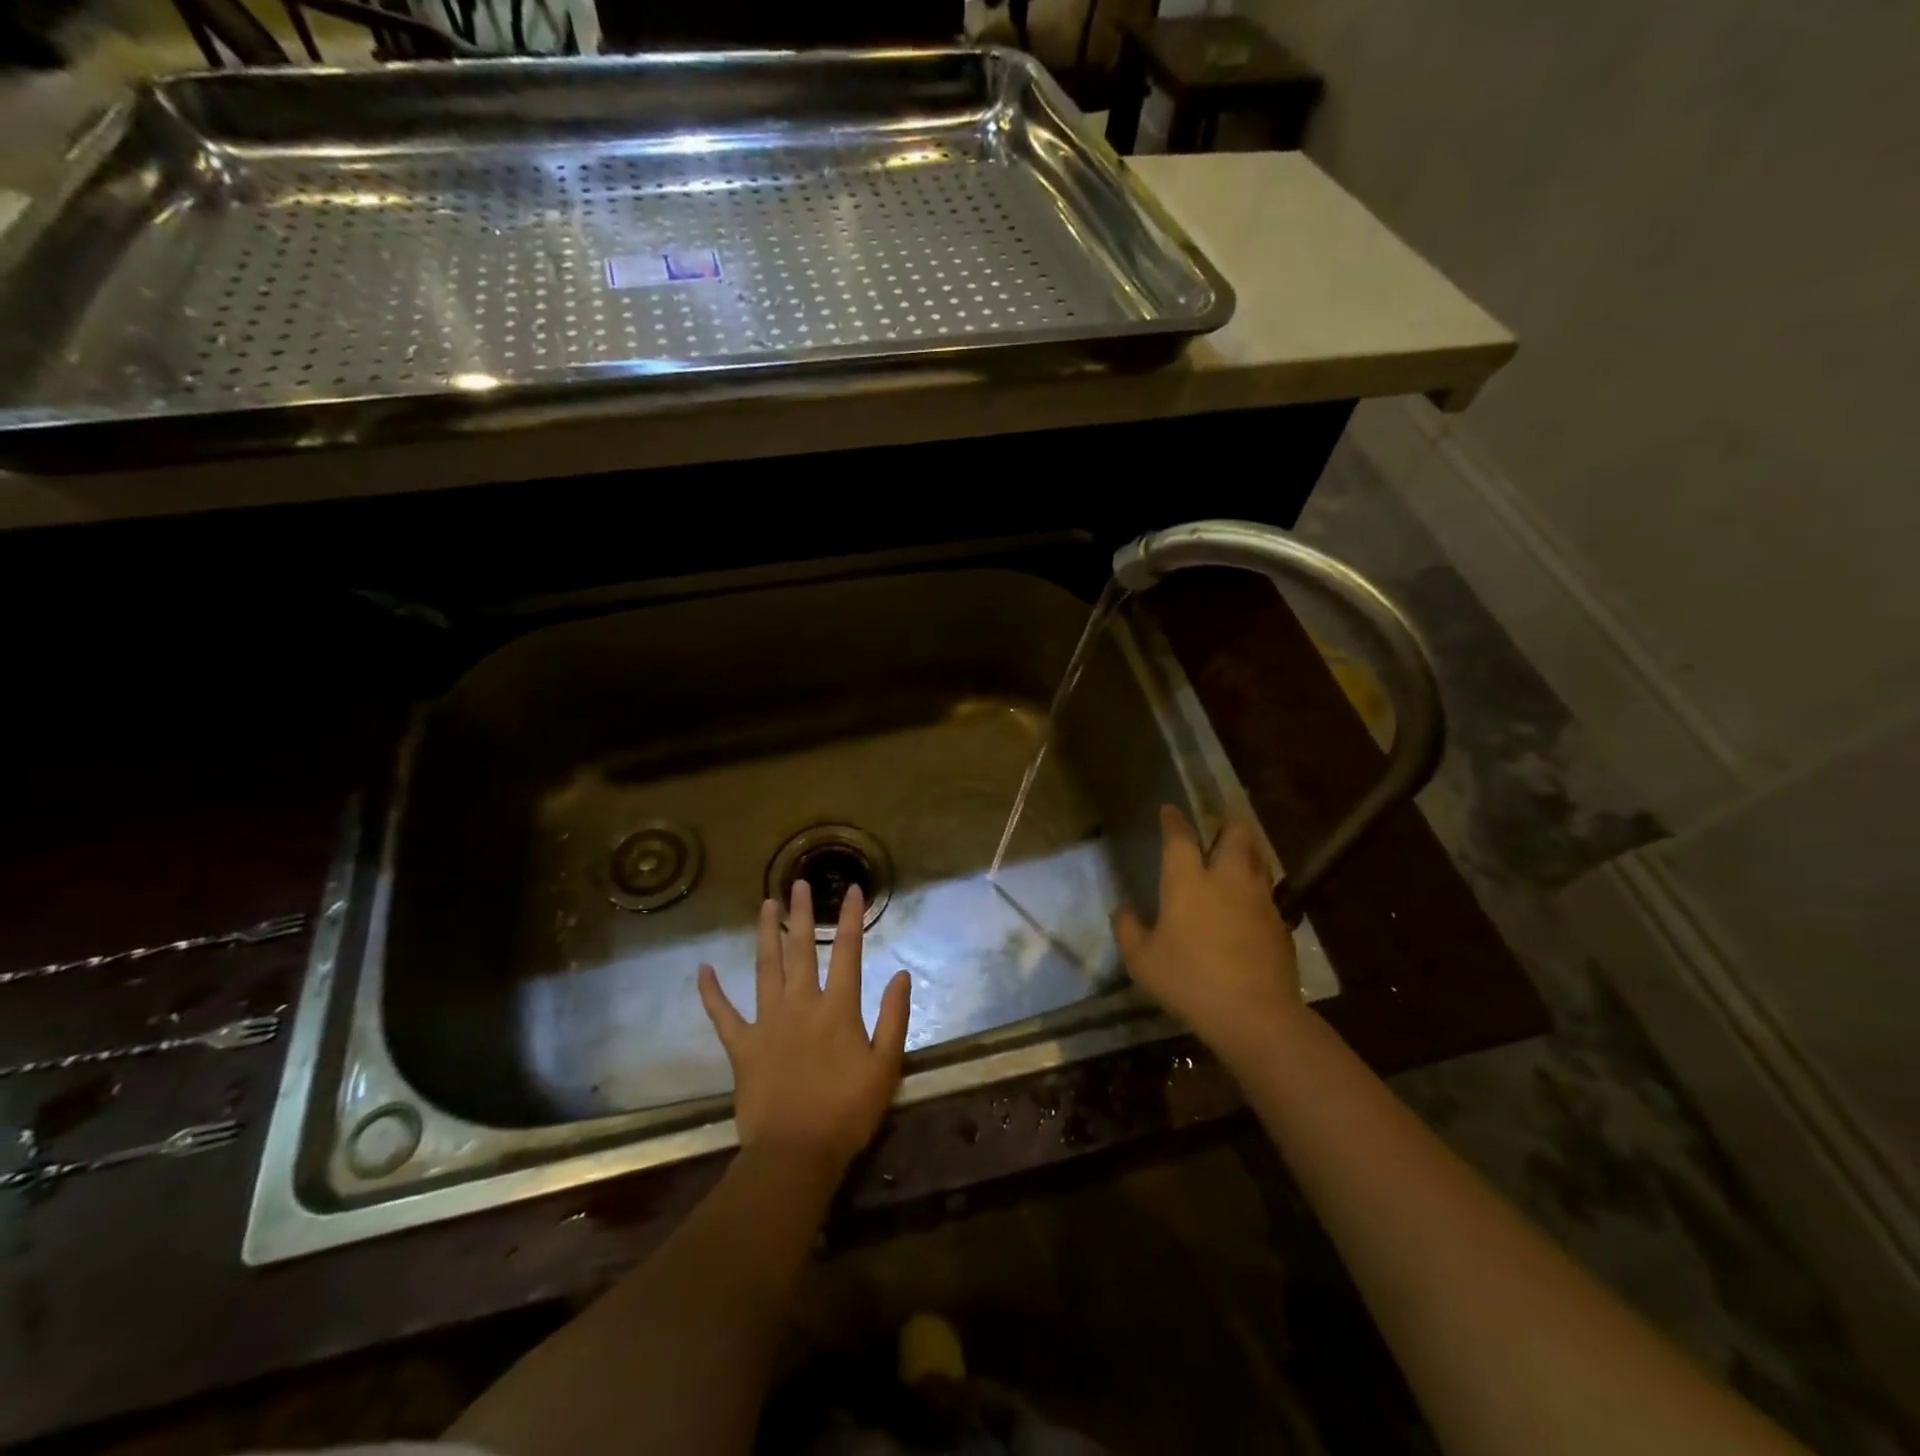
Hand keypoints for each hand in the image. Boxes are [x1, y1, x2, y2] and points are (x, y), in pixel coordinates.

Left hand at [698, 880, 911, 1175]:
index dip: (850, 919)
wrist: (796, 1153)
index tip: (852, 889)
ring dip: (766, 934)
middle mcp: (801, 1004)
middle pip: (801, 949)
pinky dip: (711, 992)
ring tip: (766, 905)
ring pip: (765, 968)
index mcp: (838, 1008)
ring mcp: (767, 1023)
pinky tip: (702, 969)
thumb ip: (894, 1018)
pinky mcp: (742, 1046)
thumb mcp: (885, 1066)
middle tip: (798, 884)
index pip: (847, 952)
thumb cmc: (847, 1111)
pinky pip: (723, 1014)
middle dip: (802, 914)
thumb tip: (901, 974)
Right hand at [1113, 805, 1303, 1062]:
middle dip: (1227, 823)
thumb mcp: (1141, 961)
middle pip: (1236, 834)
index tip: (1169, 809)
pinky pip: (1269, 893)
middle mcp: (1227, 879)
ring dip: (1247, 851)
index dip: (1173, 820)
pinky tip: (1250, 905)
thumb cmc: (1189, 981)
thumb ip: (1128, 930)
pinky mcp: (1281, 923)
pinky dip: (1258, 889)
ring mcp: (1260, 899)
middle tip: (1219, 823)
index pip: (1180, 838)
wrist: (1255, 1015)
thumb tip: (1124, 910)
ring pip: (1259, 859)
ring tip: (1237, 855)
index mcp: (1189, 882)